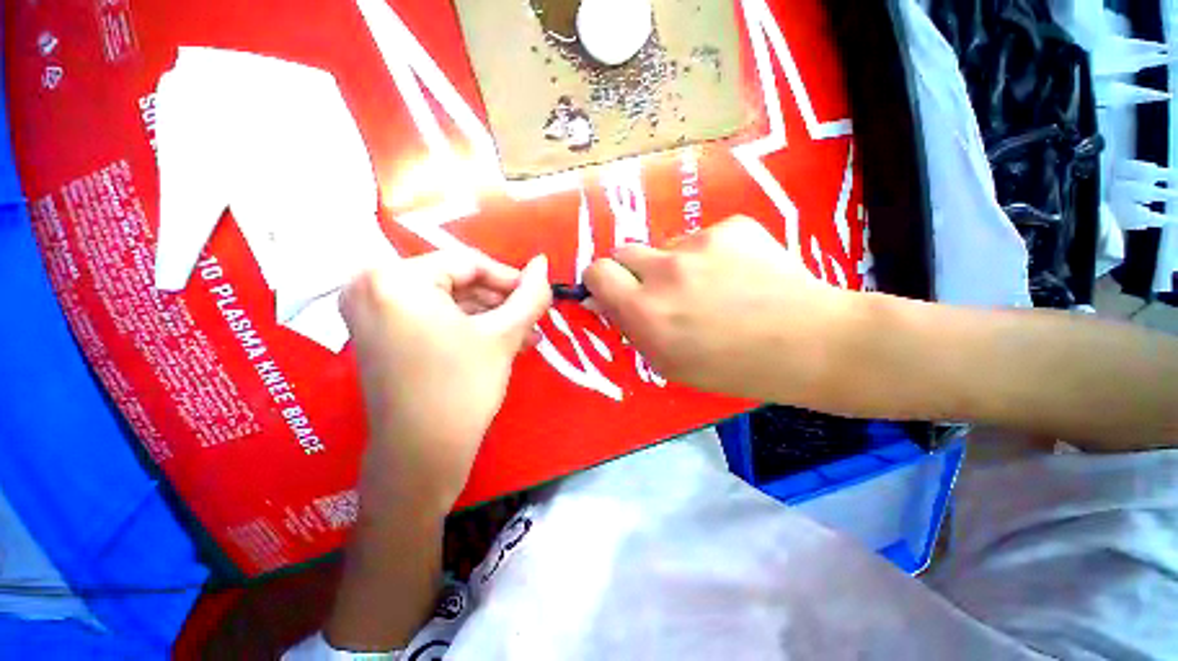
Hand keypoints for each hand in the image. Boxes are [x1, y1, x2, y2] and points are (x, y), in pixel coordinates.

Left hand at [340, 250, 551, 515]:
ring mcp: (369, 313)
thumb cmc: (462, 389)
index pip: (467, 262)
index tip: (538, 296)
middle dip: (500, 303)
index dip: (510, 278)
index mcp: (395, 278)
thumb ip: (530, 294)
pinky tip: (500, 342)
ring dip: (489, 317)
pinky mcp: (377, 336)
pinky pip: (431, 318)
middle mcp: (371, 286)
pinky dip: (466, 328)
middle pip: (456, 281)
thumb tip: (543, 263)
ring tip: (524, 336)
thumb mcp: (503, 336)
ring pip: (447, 302)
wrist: (421, 458)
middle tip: (533, 320)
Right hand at [583, 217, 852, 404]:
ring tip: (709, 287)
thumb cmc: (732, 367)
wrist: (809, 342)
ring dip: (673, 265)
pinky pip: (702, 238)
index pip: (597, 272)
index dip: (599, 280)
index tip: (611, 291)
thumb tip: (605, 301)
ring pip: (666, 247)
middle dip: (630, 270)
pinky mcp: (732, 226)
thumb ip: (632, 328)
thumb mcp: (669, 363)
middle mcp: (666, 271)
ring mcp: (700, 243)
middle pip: (623, 251)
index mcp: (646, 310)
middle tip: (657, 290)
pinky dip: (708, 256)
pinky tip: (736, 275)